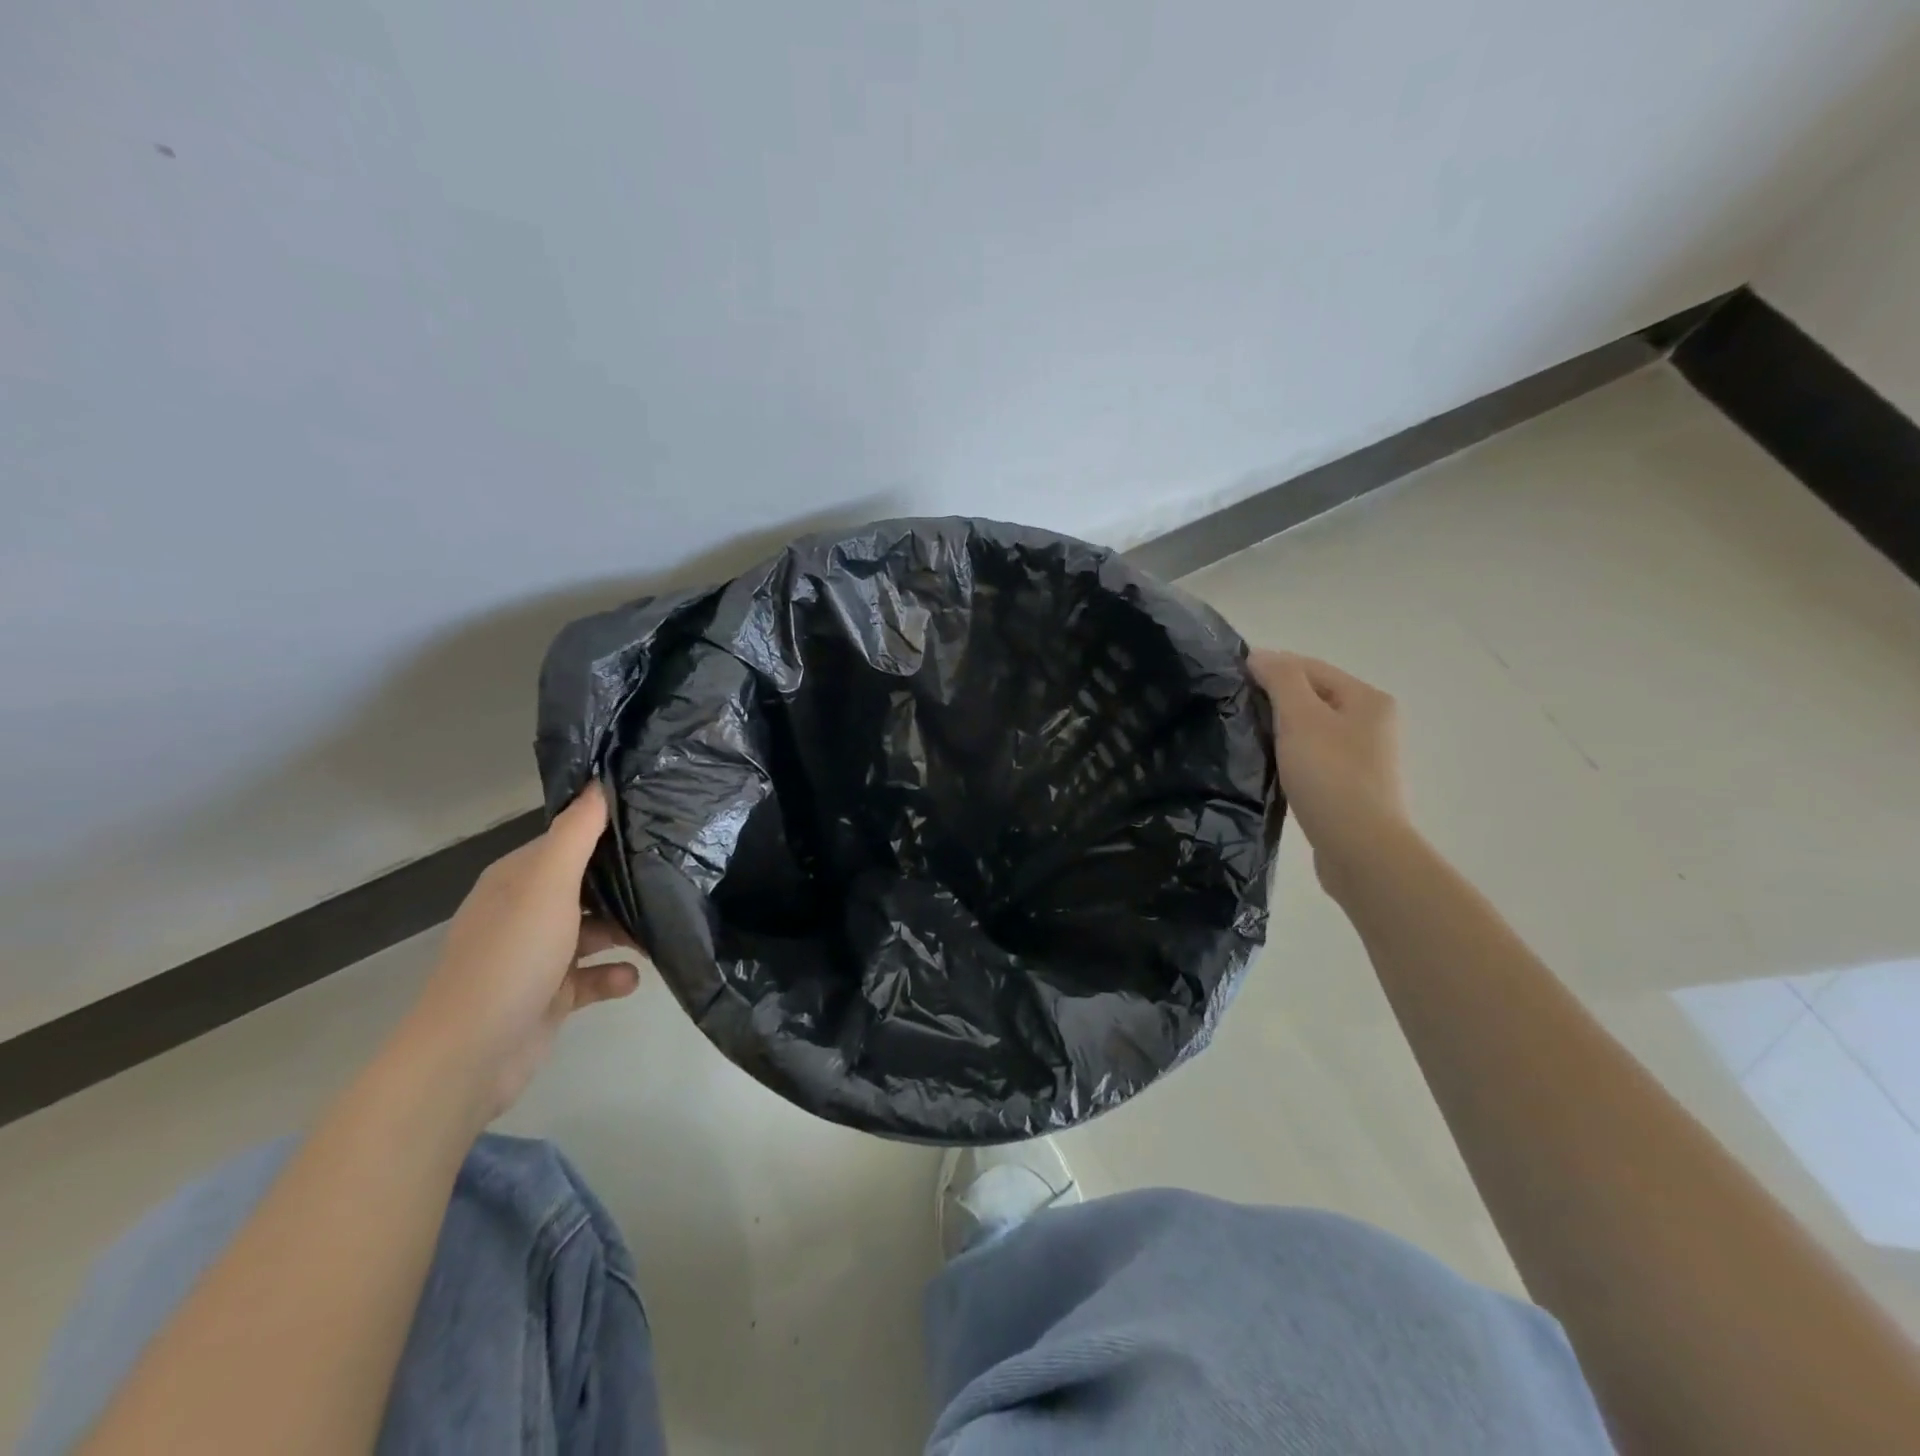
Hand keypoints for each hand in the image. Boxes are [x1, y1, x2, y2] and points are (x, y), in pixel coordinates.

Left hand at [395, 786, 643, 1123]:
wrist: (471, 1054)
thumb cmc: (512, 956)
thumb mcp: (548, 884)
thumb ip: (577, 834)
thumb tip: (598, 781)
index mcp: (518, 879)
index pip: (568, 841)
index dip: (606, 830)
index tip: (655, 822)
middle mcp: (526, 911)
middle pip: (585, 885)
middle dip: (625, 882)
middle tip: (674, 872)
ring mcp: (538, 955)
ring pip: (594, 930)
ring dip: (626, 931)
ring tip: (664, 929)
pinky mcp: (551, 994)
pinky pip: (593, 975)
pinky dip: (614, 974)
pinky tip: (633, 978)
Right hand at [1249, 649, 1409, 896]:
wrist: (1360, 849)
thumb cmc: (1331, 776)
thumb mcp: (1301, 718)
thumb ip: (1280, 680)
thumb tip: (1259, 655)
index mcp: (1367, 699)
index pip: (1310, 667)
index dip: (1270, 667)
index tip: (1231, 680)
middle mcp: (1372, 722)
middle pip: (1313, 697)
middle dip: (1275, 699)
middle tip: (1236, 710)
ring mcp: (1364, 757)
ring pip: (1312, 729)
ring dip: (1281, 729)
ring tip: (1248, 738)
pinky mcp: (1351, 787)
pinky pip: (1314, 757)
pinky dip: (1291, 755)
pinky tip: (1270, 767)